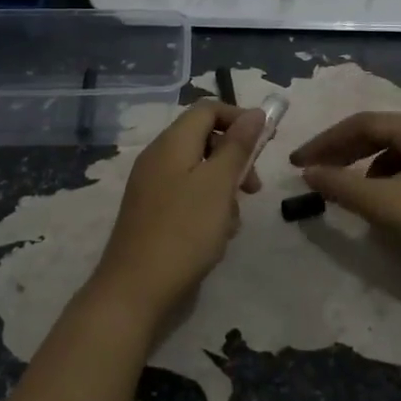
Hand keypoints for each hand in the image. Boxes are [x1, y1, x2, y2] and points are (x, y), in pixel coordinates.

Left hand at [87, 100, 266, 327]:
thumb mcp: (218, 184)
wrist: (135, 292)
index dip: (239, 118)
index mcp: (171, 143)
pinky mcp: (153, 214)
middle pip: (205, 140)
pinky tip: (216, 238)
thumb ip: (238, 146)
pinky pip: (188, 197)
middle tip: (254, 188)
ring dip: (224, 190)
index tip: (265, 143)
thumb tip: (255, 113)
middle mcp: (159, 158)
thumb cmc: (184, 232)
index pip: (208, 109)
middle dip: (235, 159)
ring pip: (200, 172)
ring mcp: (153, 187)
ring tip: (232, 222)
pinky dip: (207, 209)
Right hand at [289, 112, 400, 295]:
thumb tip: (309, 172)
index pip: (362, 124)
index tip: (298, 162)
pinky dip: (388, 180)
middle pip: (380, 134)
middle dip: (343, 152)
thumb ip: (342, 186)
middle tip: (314, 171)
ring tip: (347, 190)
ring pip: (396, 153)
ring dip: (365, 167)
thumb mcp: (386, 206)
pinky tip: (383, 203)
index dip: (326, 142)